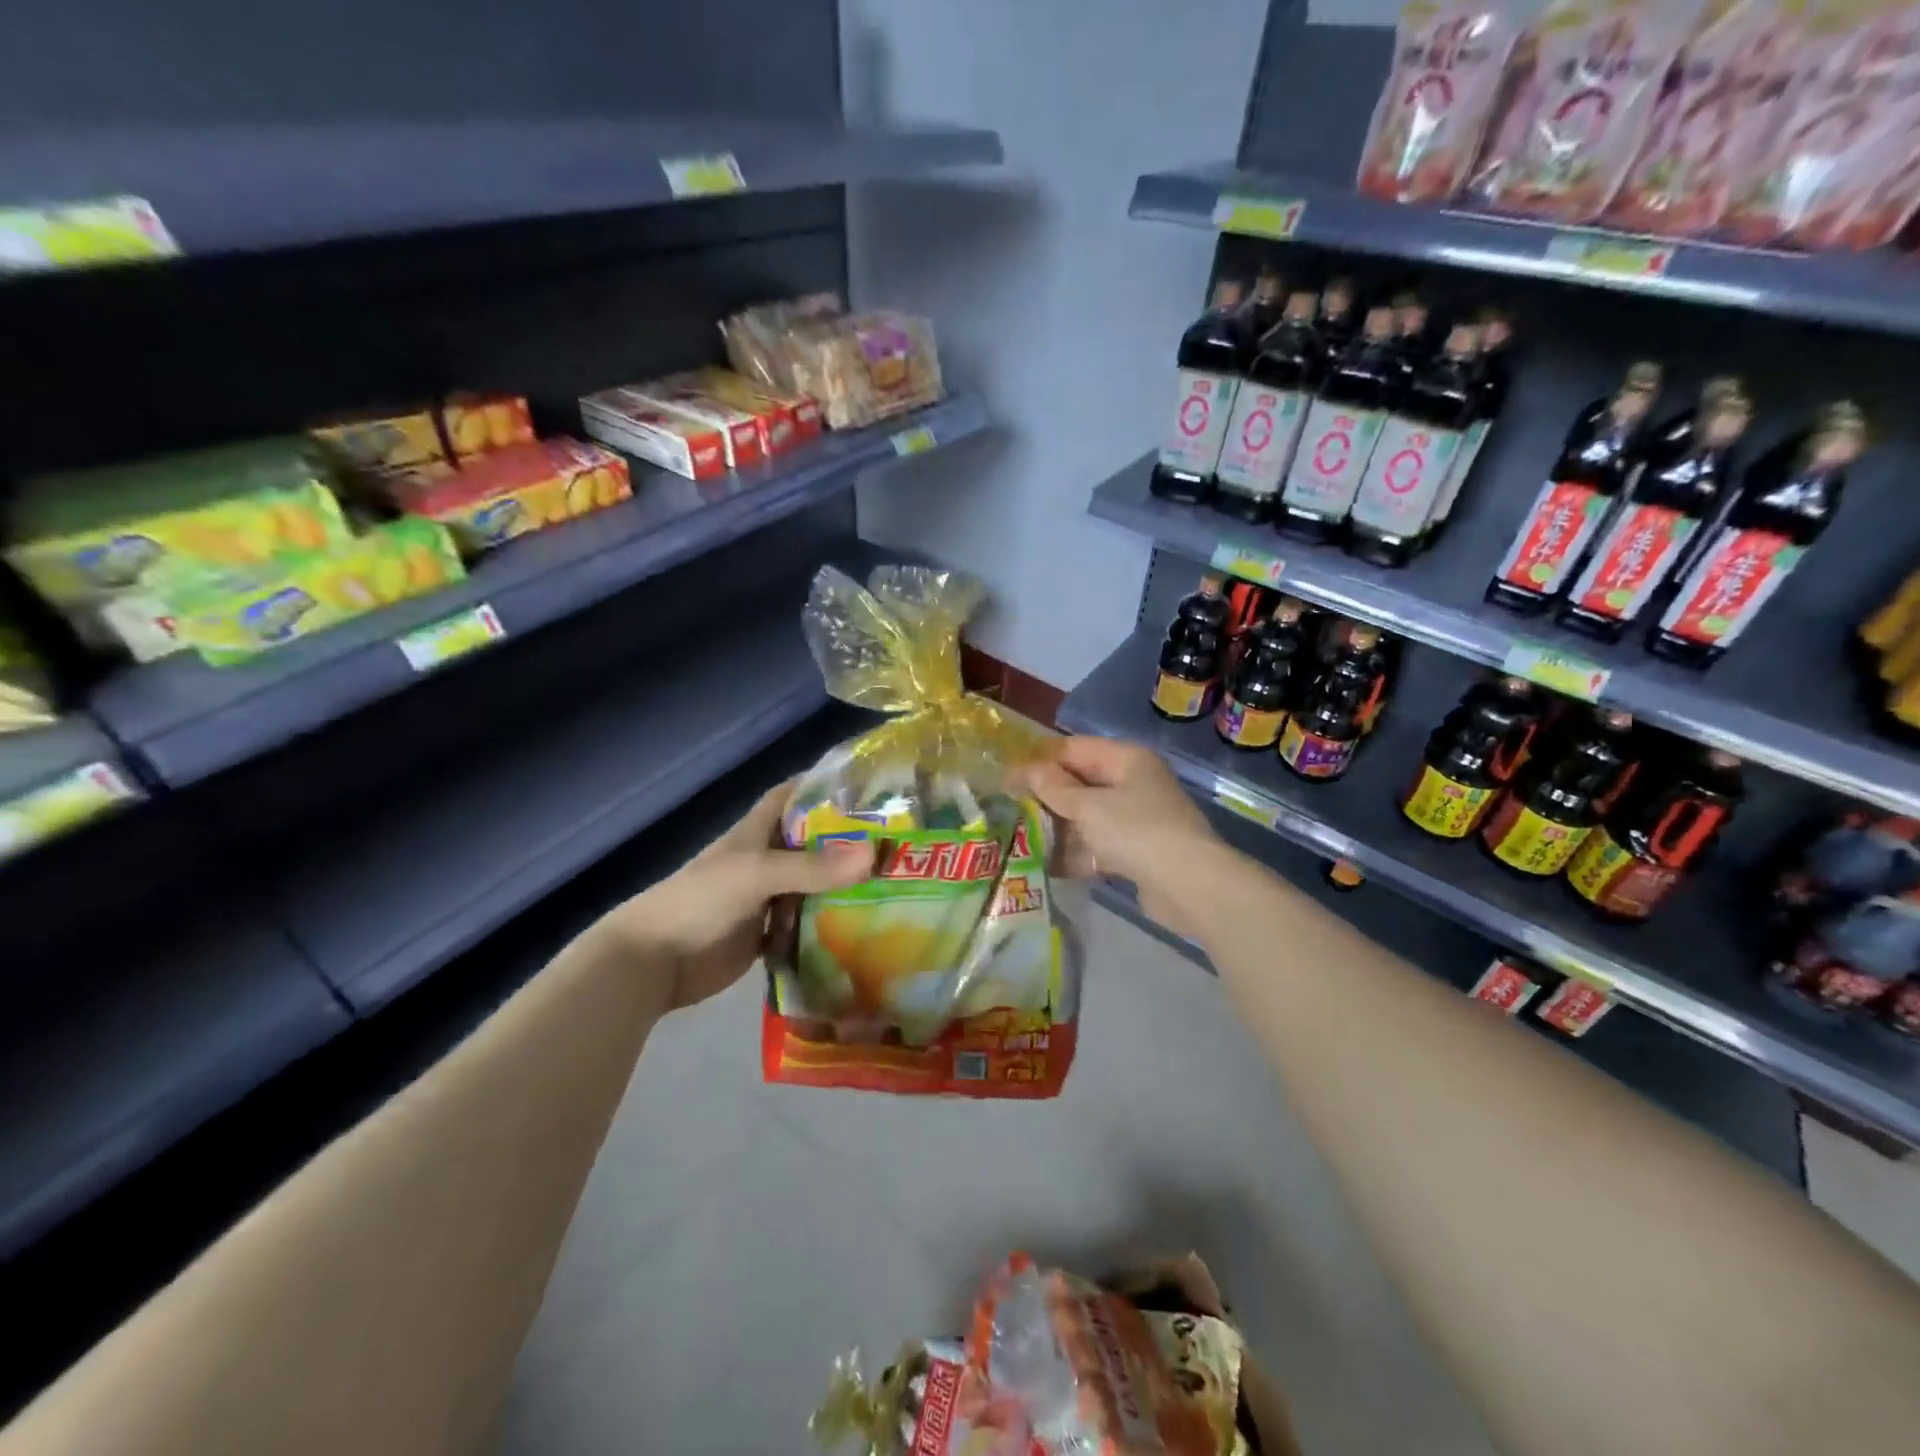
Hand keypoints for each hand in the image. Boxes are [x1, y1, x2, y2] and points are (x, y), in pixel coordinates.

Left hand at [615, 780, 873, 1011]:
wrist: (655, 962)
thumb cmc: (701, 901)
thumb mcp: (757, 874)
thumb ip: (812, 867)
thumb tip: (874, 854)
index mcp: (756, 834)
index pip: (791, 796)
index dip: (822, 785)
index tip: (866, 786)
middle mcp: (765, 861)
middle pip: (811, 843)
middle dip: (847, 841)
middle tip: (897, 842)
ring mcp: (766, 899)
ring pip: (812, 886)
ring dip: (843, 886)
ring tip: (893, 883)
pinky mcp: (767, 935)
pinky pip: (805, 925)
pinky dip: (828, 926)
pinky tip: (863, 928)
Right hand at [1020, 737, 1224, 939]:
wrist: (1188, 885)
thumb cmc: (1135, 831)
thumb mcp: (1088, 806)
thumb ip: (1054, 788)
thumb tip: (1027, 770)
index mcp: (1127, 759)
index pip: (1075, 748)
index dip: (1040, 760)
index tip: (1007, 775)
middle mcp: (1134, 783)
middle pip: (1081, 783)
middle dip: (1047, 796)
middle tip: (1009, 807)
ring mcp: (1137, 818)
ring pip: (1088, 817)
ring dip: (1058, 827)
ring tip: (1019, 836)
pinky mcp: (1137, 851)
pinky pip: (1099, 845)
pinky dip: (1076, 852)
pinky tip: (1046, 864)